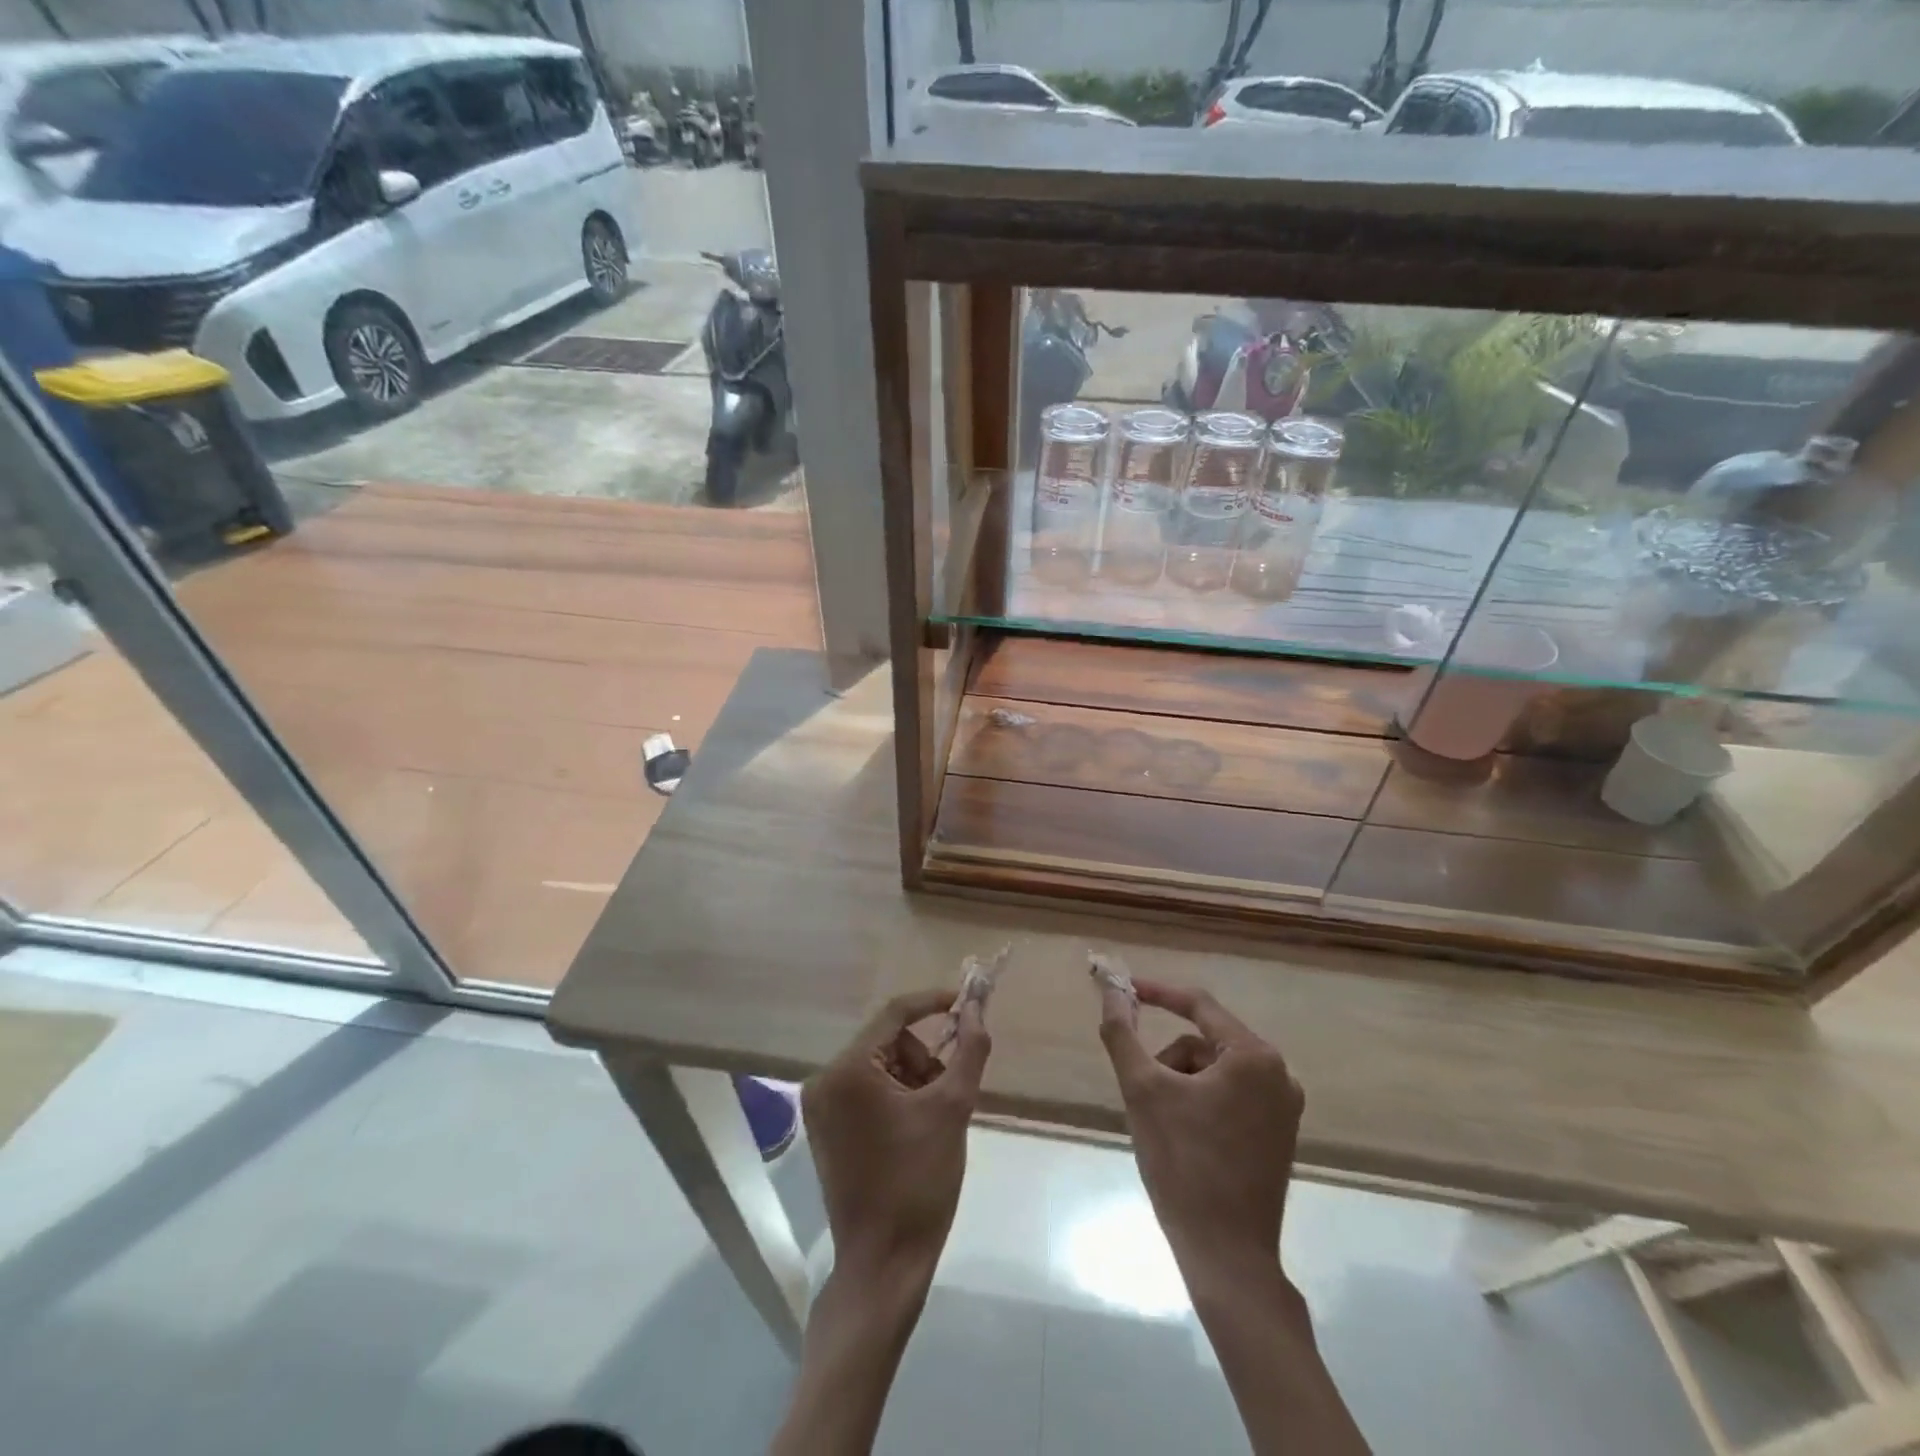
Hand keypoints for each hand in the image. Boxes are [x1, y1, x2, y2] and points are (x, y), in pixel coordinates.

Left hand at [803, 988, 991, 1287]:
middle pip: (887, 1041)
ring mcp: (820, 1106)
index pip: (894, 1013)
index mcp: (848, 1070)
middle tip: (949, 1094)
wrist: (884, 1264)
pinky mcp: (825, 1128)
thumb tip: (978, 1007)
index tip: (968, 1002)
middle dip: (924, 1059)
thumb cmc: (919, 1182)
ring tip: (933, 1121)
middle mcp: (825, 1080)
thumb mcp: (953, 1109)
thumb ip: (969, 1050)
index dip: (933, 1002)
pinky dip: (895, 1097)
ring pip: (879, 1066)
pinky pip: (866, 1090)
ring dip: (913, 1080)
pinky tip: (914, 1131)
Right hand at [1096, 978, 1303, 1274]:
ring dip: (1182, 1083)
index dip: (1157, 992)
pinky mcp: (1278, 1135)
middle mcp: (1279, 1074)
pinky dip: (1200, 1102)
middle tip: (1142, 1092)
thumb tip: (1110, 992)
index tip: (1123, 990)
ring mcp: (1284, 1108)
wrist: (1226, 1256)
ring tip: (1163, 1124)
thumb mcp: (1142, 1090)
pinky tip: (1184, 1137)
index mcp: (1254, 1057)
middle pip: (1204, 1042)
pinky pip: (1230, 1095)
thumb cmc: (1183, 1164)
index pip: (1198, 1005)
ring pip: (1215, 1070)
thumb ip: (1122, 1034)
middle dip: (1168, 1061)